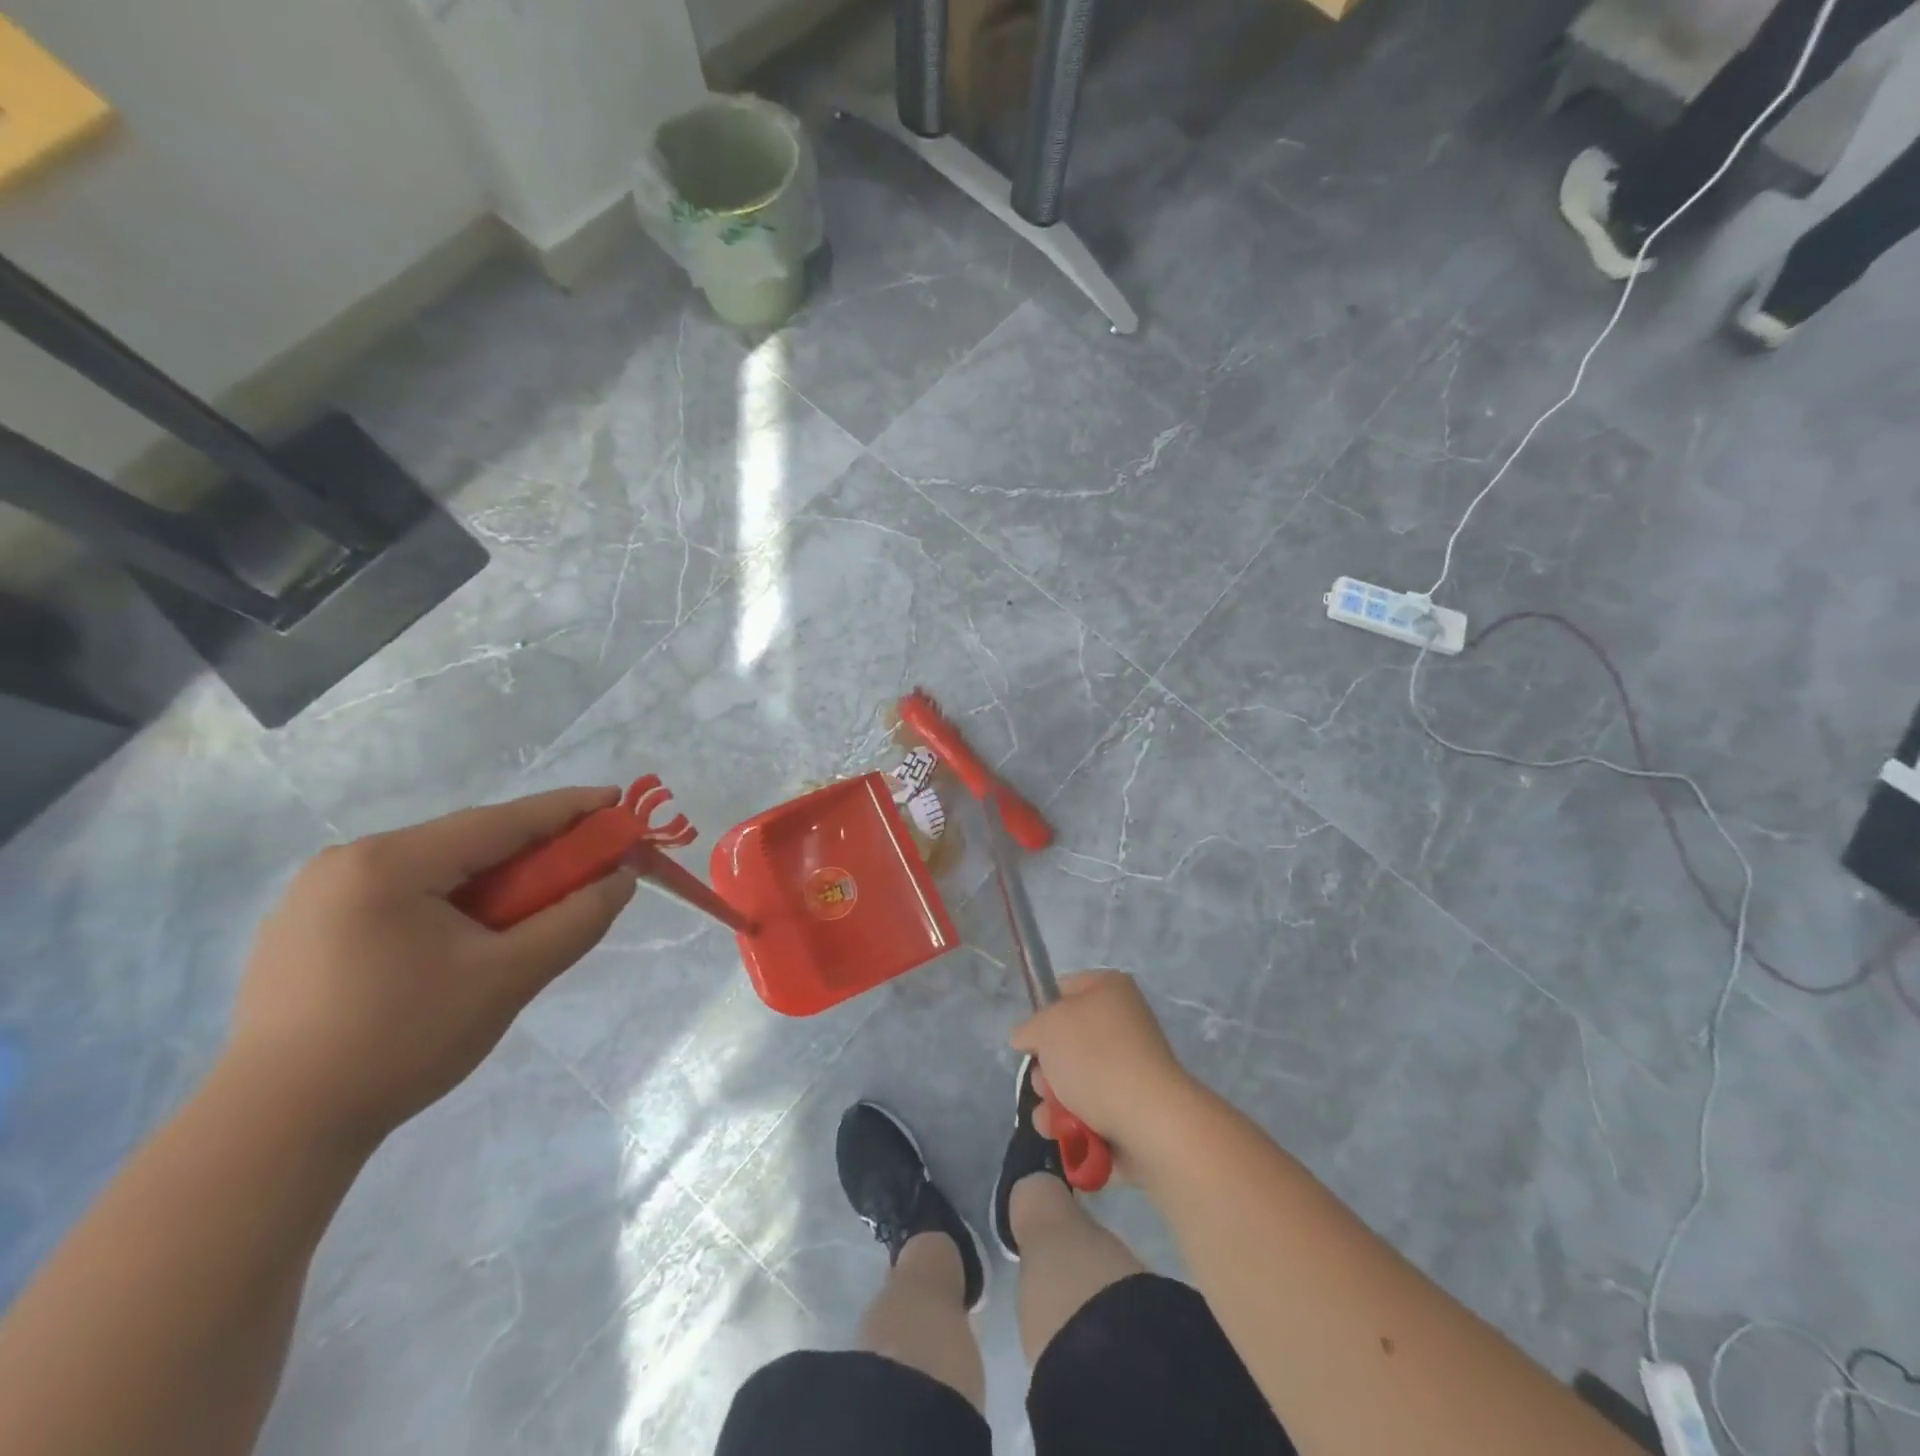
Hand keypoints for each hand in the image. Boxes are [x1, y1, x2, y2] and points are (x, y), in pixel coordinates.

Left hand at [228, 788, 637, 1139]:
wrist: (276, 1131)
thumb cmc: (403, 1042)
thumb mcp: (510, 977)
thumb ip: (576, 920)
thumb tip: (621, 879)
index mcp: (391, 863)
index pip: (501, 821)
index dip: (568, 809)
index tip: (617, 800)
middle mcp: (348, 862)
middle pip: (466, 843)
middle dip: (533, 851)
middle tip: (585, 866)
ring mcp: (316, 896)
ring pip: (434, 870)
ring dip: (493, 879)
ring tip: (532, 908)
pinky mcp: (304, 930)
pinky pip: (401, 895)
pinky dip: (451, 902)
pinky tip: (468, 936)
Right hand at [1010, 970, 1195, 1159]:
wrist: (1149, 1121)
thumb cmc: (1095, 1057)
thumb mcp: (1047, 1026)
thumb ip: (1029, 1028)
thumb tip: (1027, 1038)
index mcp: (1110, 990)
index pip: (1064, 990)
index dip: (1042, 1013)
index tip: (1030, 1039)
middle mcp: (1124, 1025)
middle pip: (1066, 1043)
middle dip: (1046, 1069)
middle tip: (1044, 1083)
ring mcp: (1131, 1070)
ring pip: (1075, 1083)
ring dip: (1054, 1103)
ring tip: (1052, 1118)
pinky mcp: (1134, 1111)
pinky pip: (1092, 1113)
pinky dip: (1075, 1126)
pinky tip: (1066, 1135)